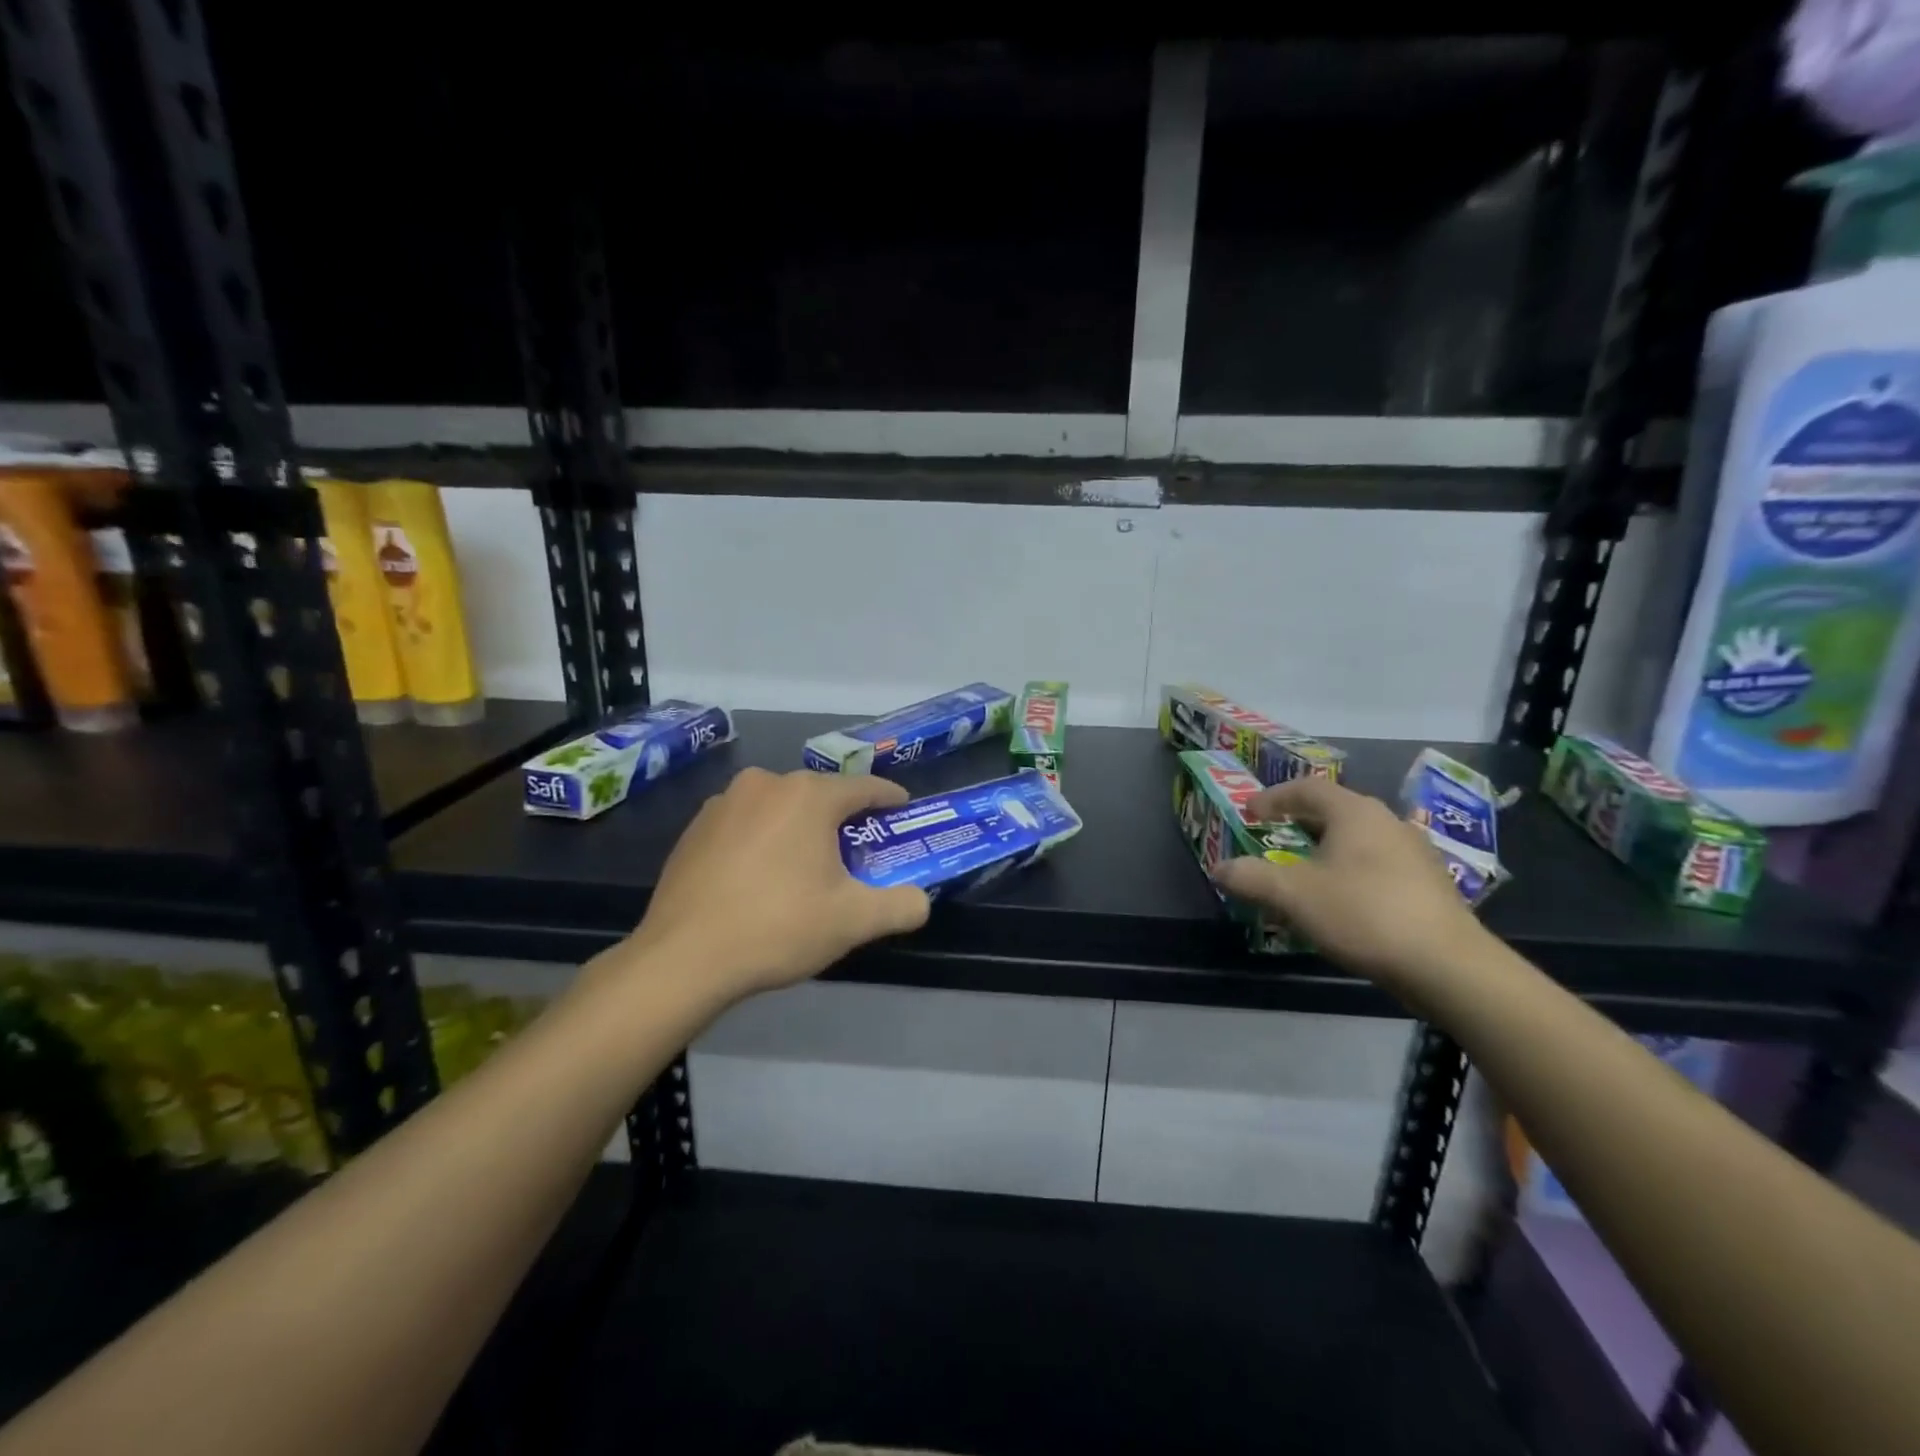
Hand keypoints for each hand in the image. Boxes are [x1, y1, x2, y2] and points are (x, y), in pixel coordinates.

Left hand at [623, 767, 930, 1000]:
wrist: (683, 958)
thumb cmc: (778, 927)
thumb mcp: (853, 921)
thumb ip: (901, 906)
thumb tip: (921, 901)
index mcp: (808, 796)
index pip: (864, 787)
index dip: (890, 798)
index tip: (903, 809)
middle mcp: (766, 784)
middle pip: (819, 796)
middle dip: (843, 819)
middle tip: (857, 852)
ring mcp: (724, 802)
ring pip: (779, 808)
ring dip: (799, 828)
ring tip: (806, 867)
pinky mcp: (694, 827)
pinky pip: (745, 824)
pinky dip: (763, 840)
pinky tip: (760, 877)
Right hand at [1211, 776, 1489, 998]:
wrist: (1448, 966)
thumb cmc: (1363, 914)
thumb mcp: (1294, 895)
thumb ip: (1251, 878)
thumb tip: (1218, 868)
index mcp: (1355, 813)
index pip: (1307, 789)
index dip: (1273, 797)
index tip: (1249, 812)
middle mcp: (1388, 822)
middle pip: (1335, 811)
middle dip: (1299, 822)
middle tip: (1273, 837)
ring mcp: (1414, 853)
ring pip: (1358, 839)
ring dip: (1326, 848)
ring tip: (1304, 871)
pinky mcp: (1429, 885)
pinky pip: (1377, 864)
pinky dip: (1350, 871)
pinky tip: (1342, 900)